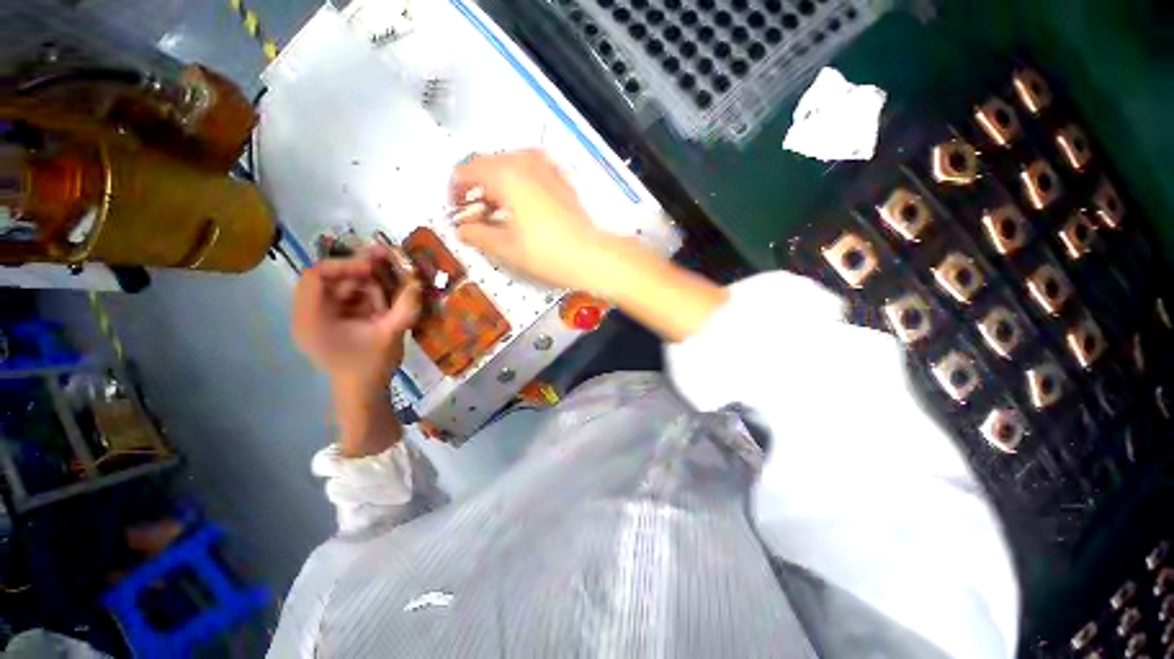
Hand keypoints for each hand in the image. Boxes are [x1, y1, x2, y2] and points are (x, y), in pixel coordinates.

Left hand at [291, 247, 421, 390]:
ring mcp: (319, 318)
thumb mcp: (392, 333)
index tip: (374, 268)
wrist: (364, 393)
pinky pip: (346, 299)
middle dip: (361, 274)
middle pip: (330, 279)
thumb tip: (418, 280)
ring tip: (388, 294)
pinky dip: (366, 297)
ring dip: (367, 286)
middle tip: (388, 269)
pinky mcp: (331, 322)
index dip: (345, 265)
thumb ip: (405, 305)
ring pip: (341, 288)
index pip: (315, 276)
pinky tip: (383, 304)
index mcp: (312, 318)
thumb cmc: (372, 366)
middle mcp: (308, 314)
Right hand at [453, 149, 727, 341]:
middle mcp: (523, 160)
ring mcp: (545, 166)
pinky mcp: (559, 177)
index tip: (457, 213)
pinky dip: (516, 186)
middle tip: (477, 218)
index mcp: (505, 173)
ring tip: (498, 217)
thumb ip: (476, 234)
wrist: (592, 255)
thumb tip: (460, 229)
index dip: (455, 191)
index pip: (465, 170)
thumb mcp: (506, 248)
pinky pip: (527, 172)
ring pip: (507, 167)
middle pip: (486, 166)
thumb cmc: (547, 254)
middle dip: (475, 190)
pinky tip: (521, 211)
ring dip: (495, 188)